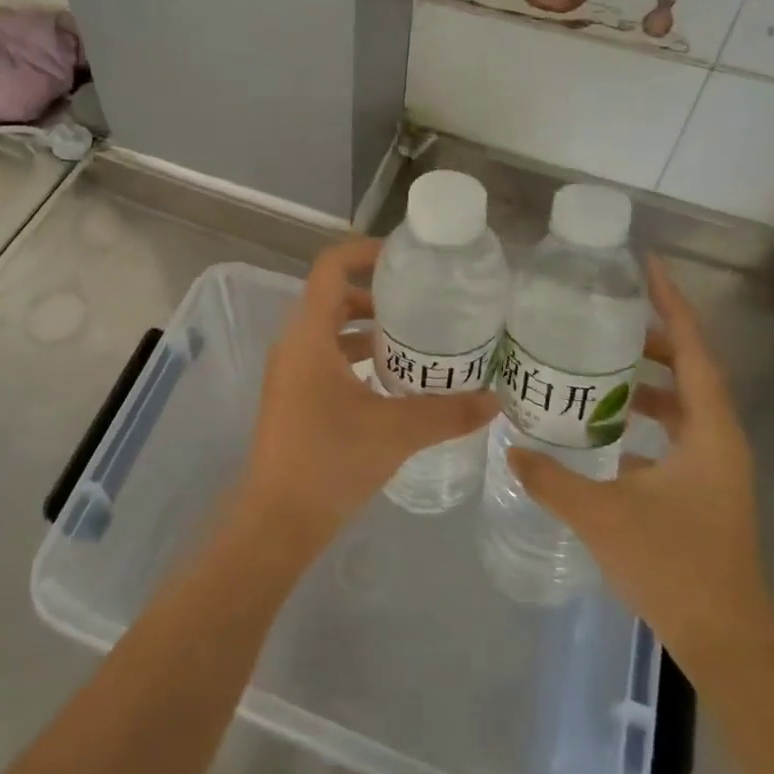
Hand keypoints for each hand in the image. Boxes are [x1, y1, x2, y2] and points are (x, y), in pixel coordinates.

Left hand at [238, 237, 498, 556]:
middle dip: (377, 293)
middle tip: (422, 301)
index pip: (331, 267)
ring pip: (330, 330)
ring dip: (368, 328)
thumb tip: (496, 399)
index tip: (406, 260)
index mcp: (309, 335)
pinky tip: (393, 381)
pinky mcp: (293, 395)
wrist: (277, 521)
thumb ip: (448, 412)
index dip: (365, 252)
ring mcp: (290, 371)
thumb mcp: (396, 432)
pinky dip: (356, 356)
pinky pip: (326, 357)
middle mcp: (294, 343)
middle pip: (333, 296)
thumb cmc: (330, 462)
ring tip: (416, 340)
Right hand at [509, 257, 773, 674]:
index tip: (649, 266)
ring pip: (683, 403)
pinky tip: (605, 425)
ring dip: (647, 379)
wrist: (726, 641)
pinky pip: (675, 431)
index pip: (695, 351)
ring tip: (597, 363)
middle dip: (653, 337)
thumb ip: (551, 479)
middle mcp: (720, 439)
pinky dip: (644, 416)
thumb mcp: (603, 516)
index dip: (673, 305)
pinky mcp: (704, 487)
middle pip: (691, 369)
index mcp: (710, 432)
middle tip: (603, 315)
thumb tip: (509, 448)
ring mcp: (715, 466)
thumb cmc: (674, 567)